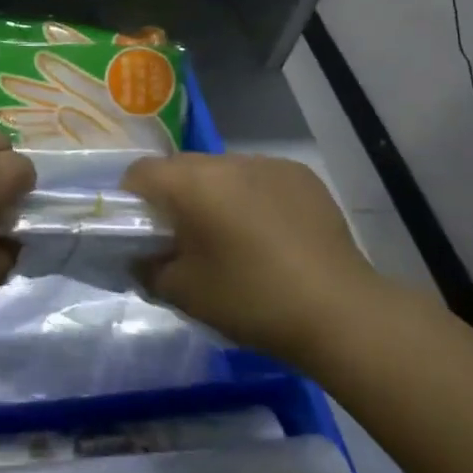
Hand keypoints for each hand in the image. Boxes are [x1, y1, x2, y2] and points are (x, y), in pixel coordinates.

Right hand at [123, 153, 382, 369]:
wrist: (339, 312)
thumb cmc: (251, 300)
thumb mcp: (185, 293)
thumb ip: (149, 269)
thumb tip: (141, 258)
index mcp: (192, 182)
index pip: (141, 172)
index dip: (132, 200)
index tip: (144, 232)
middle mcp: (226, 161)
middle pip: (182, 167)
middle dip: (176, 196)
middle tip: (186, 240)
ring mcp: (268, 163)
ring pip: (222, 171)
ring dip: (216, 195)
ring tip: (233, 238)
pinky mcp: (300, 175)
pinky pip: (259, 178)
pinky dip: (253, 197)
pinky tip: (271, 235)